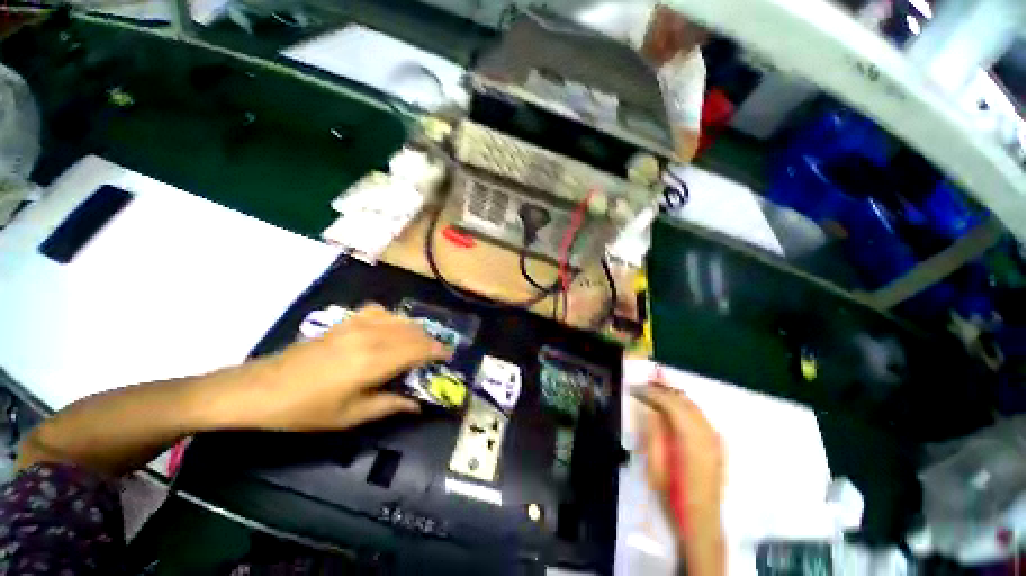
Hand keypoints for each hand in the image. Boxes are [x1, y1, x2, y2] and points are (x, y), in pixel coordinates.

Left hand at [226, 303, 451, 431]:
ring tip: (417, 344)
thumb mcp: (350, 416)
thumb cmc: (306, 410)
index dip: (438, 351)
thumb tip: (417, 403)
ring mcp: (356, 325)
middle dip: (429, 341)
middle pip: (413, 331)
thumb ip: (390, 405)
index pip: (419, 348)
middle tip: (435, 355)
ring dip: (414, 330)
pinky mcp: (345, 321)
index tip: (448, 356)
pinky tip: (391, 329)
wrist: (260, 388)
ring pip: (400, 320)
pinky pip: (380, 312)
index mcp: (375, 361)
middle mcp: (371, 336)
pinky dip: (394, 319)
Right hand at [636, 383, 725, 574]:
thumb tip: (652, 408)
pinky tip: (672, 407)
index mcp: (691, 438)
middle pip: (683, 400)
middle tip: (642, 383)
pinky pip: (700, 416)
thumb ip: (655, 432)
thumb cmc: (674, 494)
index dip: (651, 392)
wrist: (701, 520)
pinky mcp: (717, 444)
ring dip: (673, 395)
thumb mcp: (656, 463)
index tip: (634, 388)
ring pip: (693, 405)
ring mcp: (715, 438)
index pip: (670, 403)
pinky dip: (684, 406)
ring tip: (654, 390)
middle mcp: (706, 433)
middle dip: (662, 389)